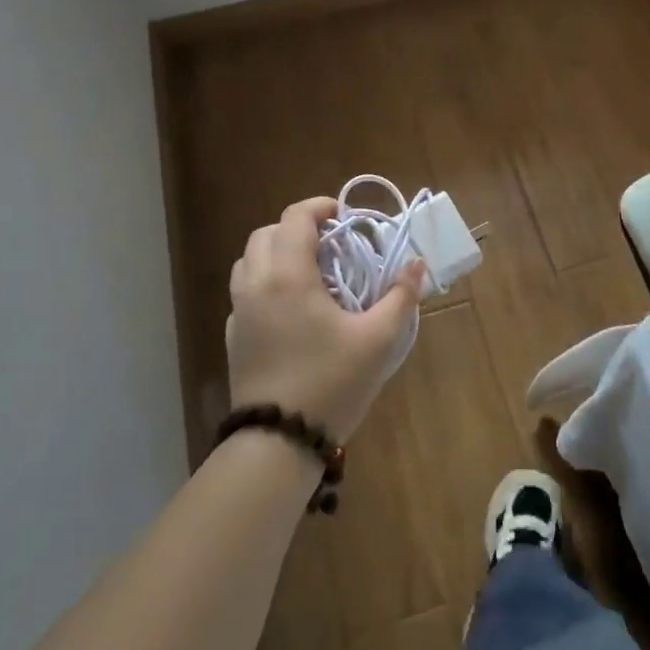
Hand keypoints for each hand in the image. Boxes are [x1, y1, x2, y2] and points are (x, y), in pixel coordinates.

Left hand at [226, 197, 424, 442]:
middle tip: (331, 243)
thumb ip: (400, 296)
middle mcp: (256, 284)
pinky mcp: (234, 336)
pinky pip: (245, 291)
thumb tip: (416, 263)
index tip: (344, 216)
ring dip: (277, 252)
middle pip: (267, 233)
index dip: (320, 207)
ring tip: (311, 271)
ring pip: (249, 260)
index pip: (295, 217)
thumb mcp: (378, 339)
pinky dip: (266, 281)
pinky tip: (292, 308)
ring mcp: (239, 311)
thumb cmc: (331, 383)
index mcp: (288, 276)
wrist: (278, 442)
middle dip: (298, 228)